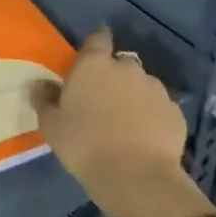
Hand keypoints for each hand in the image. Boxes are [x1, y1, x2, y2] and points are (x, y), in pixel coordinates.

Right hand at [32, 27, 213, 216]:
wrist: (136, 178)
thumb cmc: (84, 145)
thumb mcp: (51, 125)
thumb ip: (44, 99)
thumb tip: (39, 84)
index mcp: (94, 65)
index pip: (98, 38)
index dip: (96, 44)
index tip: (91, 56)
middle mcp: (127, 69)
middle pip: (121, 63)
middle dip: (114, 74)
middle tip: (103, 99)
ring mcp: (156, 89)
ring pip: (143, 84)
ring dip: (134, 95)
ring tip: (126, 121)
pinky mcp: (176, 113)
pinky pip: (160, 107)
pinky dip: (153, 115)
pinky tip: (145, 136)